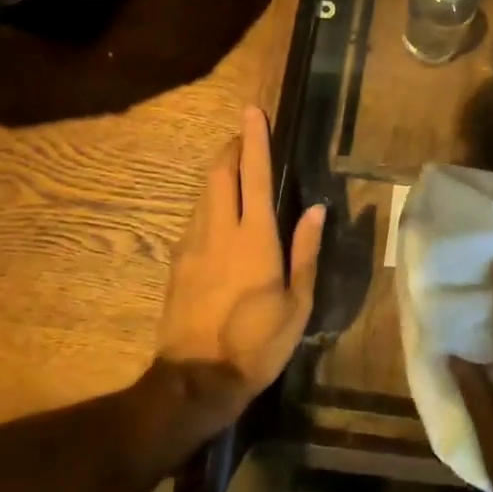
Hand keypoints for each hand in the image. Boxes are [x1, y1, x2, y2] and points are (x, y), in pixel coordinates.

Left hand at [156, 107, 324, 433]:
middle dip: (230, 148)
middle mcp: (220, 231)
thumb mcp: (298, 303)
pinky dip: (208, 202)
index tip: (252, 112)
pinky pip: (194, 218)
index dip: (255, 140)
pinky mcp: (177, 263)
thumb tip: (315, 209)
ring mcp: (192, 245)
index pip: (255, 176)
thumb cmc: (258, 343)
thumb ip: (306, 252)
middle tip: (243, 136)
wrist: (195, 380)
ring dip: (218, 173)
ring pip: (203, 193)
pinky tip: (218, 213)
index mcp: (255, 238)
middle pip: (219, 174)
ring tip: (234, 168)